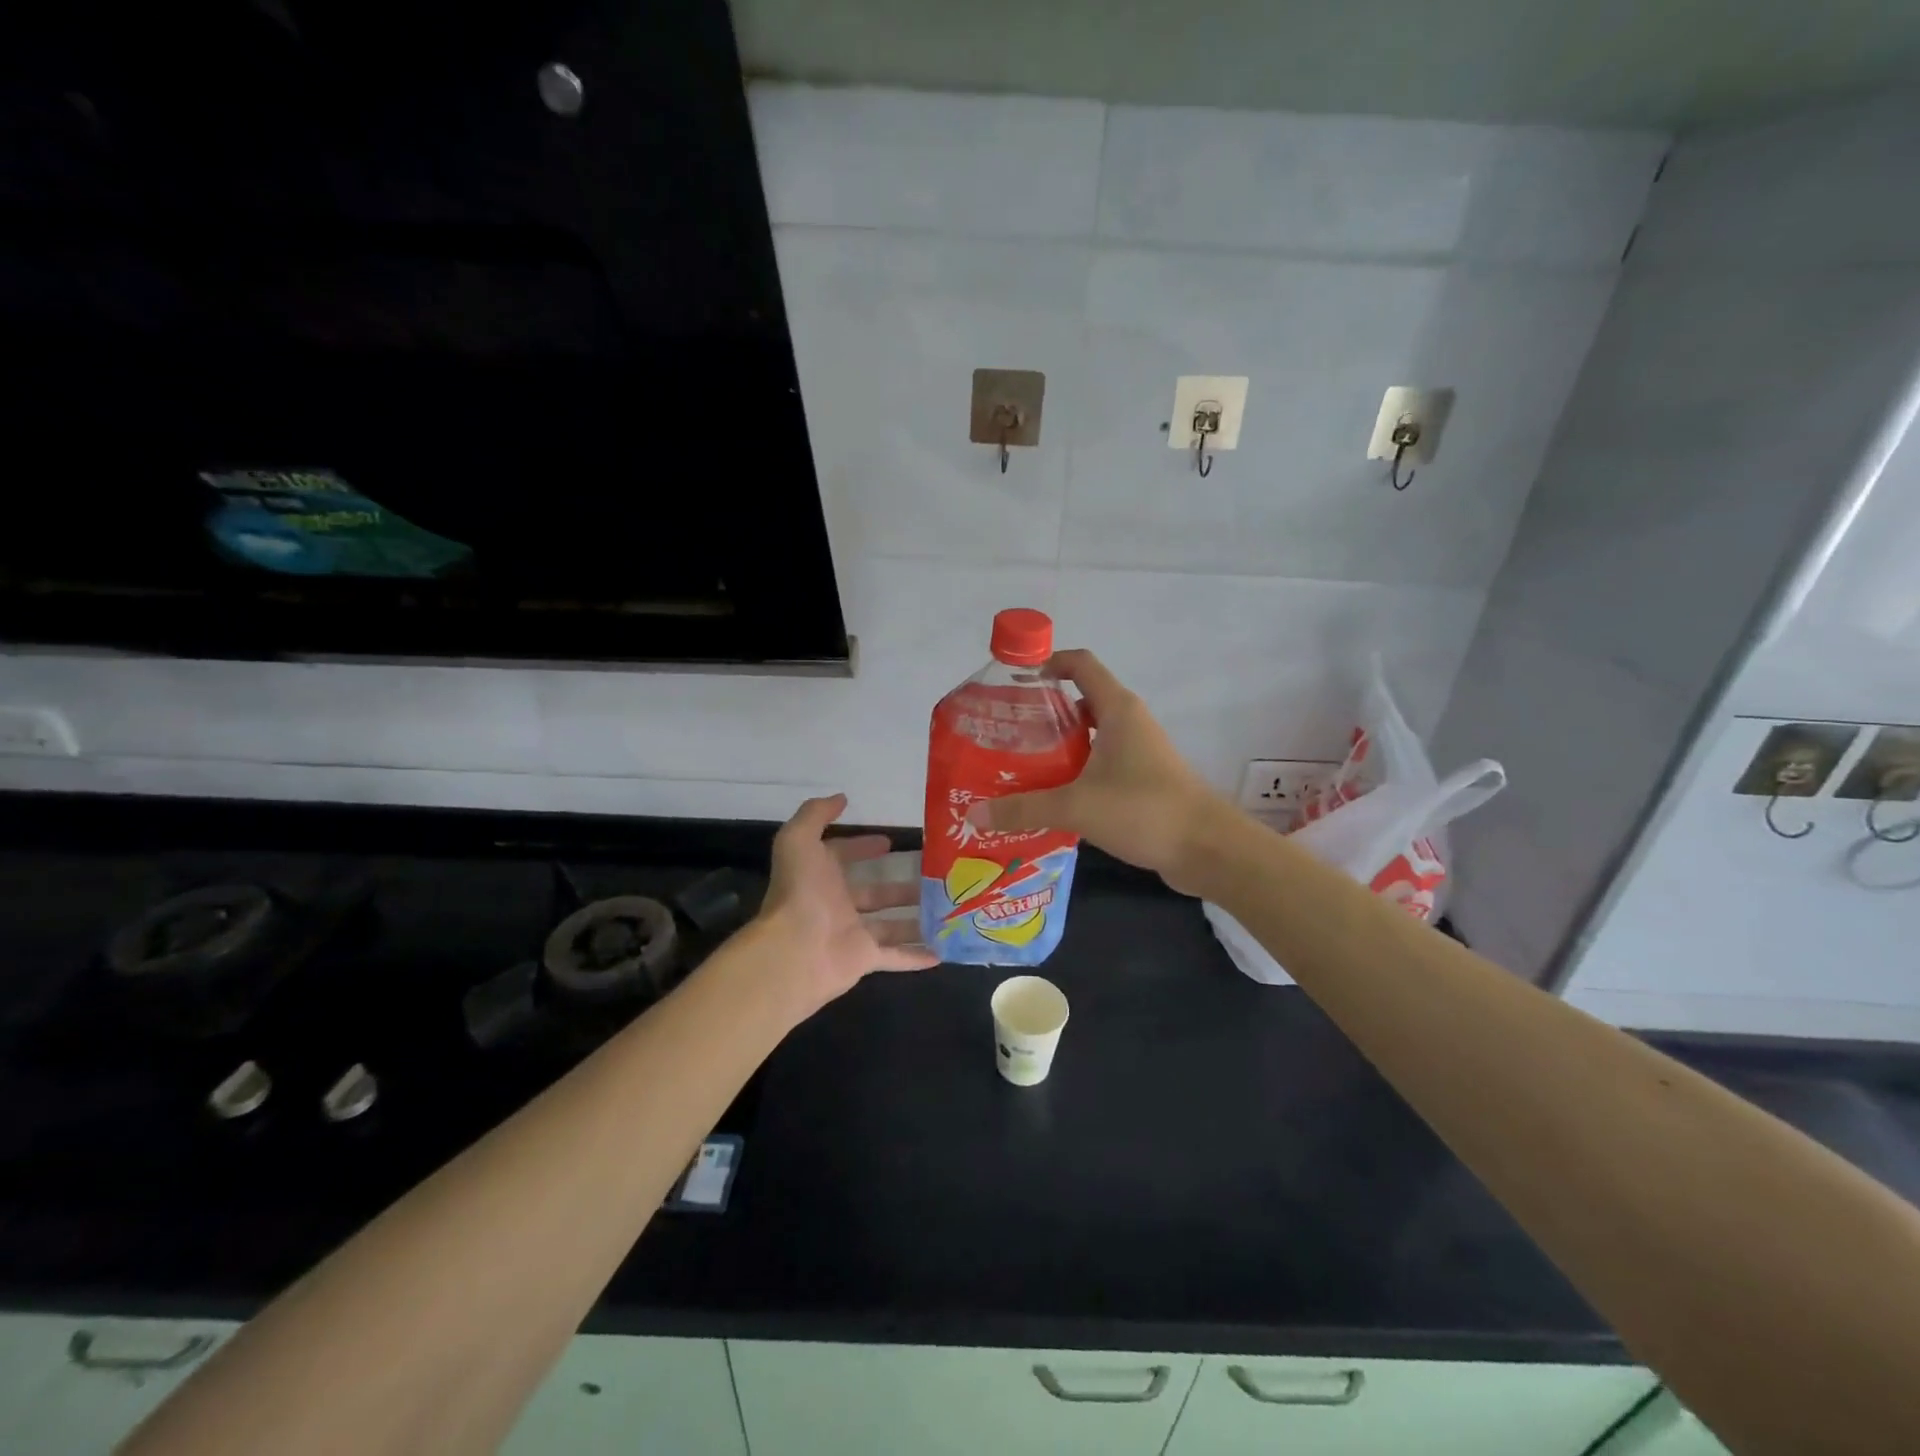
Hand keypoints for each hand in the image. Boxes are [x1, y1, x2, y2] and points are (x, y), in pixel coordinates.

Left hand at [757, 794, 938, 1011]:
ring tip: (944, 908)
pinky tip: (942, 951)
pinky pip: (896, 957)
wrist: (794, 949)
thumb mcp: (799, 839)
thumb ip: (816, 814)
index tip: (890, 842)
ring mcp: (852, 934)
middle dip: (898, 885)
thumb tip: (841, 798)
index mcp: (820, 876)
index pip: (842, 856)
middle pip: (873, 893)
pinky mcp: (865, 959)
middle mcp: (836, 904)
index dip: (862, 847)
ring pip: (889, 925)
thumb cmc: (800, 891)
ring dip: (914, 919)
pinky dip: (917, 956)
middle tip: (931, 875)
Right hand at [968, 649, 1228, 895]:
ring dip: (1057, 748)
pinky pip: (1100, 766)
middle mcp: (1129, 723)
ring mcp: (1138, 753)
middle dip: (1042, 714)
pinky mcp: (1142, 781)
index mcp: (1117, 710)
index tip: (1013, 682)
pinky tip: (1050, 799)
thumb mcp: (1076, 806)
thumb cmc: (1144, 809)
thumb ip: (1024, 807)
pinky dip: (1075, 774)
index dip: (1047, 663)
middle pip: (1080, 701)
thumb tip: (975, 814)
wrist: (1208, 849)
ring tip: (1018, 768)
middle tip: (1004, 734)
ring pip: (1090, 738)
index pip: (1080, 664)